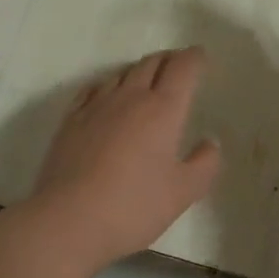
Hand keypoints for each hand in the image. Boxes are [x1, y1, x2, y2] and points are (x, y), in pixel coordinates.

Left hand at [29, 48, 222, 269]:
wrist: (68, 221)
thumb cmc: (133, 207)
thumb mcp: (183, 192)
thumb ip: (205, 164)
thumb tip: (210, 142)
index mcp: (163, 109)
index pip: (182, 68)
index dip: (194, 58)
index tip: (200, 56)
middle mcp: (129, 97)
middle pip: (151, 63)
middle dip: (169, 59)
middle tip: (178, 64)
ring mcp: (96, 106)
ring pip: (121, 73)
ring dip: (139, 70)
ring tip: (147, 78)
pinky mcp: (70, 120)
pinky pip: (93, 89)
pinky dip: (109, 84)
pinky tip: (107, 95)